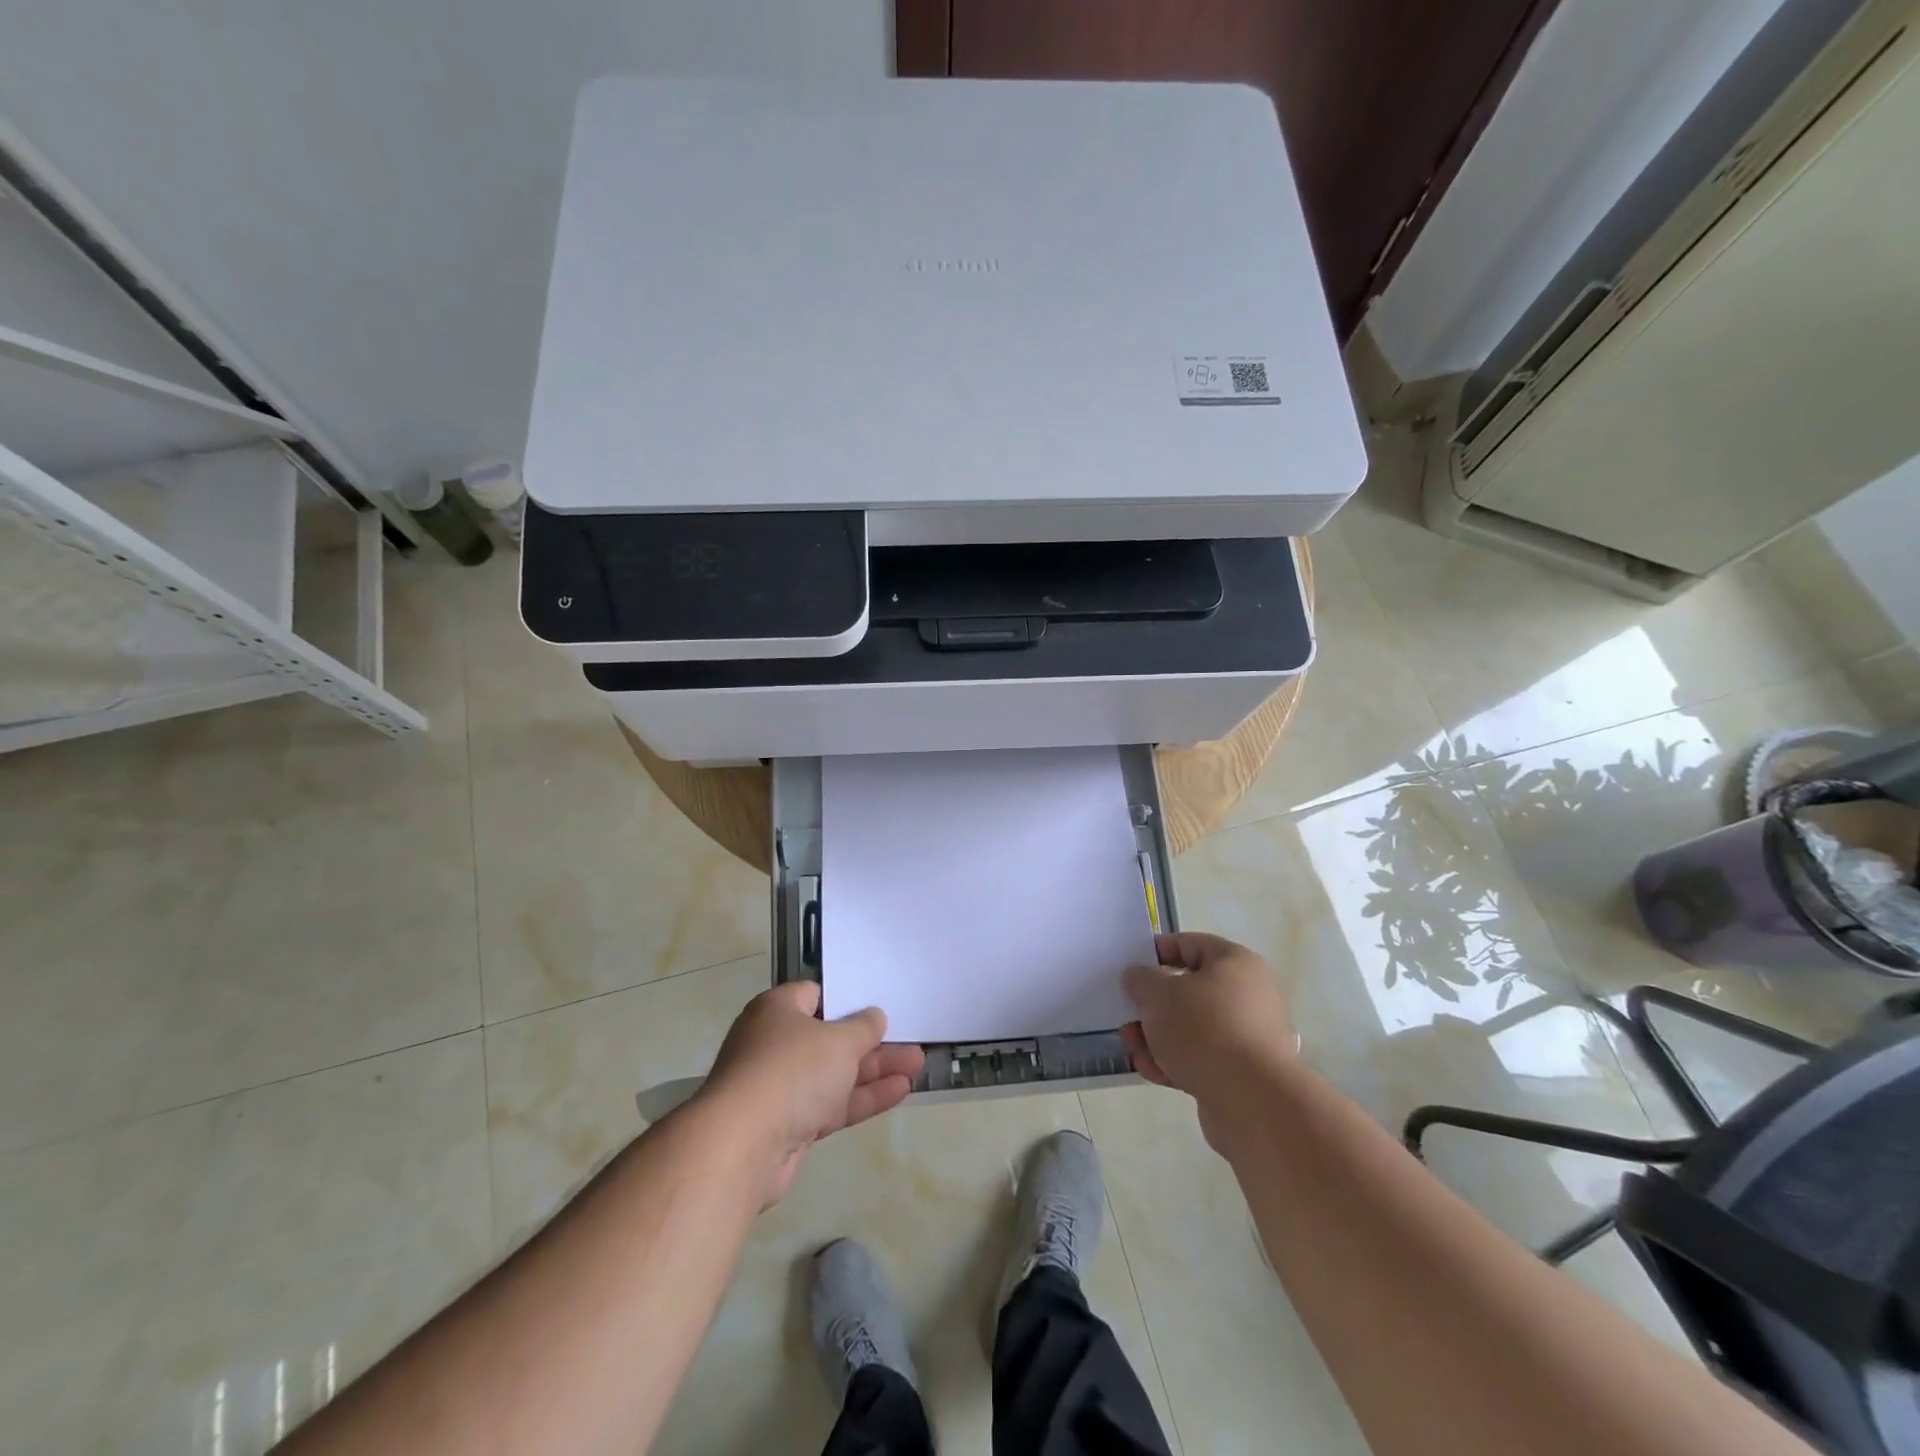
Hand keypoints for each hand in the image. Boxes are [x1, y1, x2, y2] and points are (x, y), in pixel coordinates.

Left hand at [698, 982, 925, 1205]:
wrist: (743, 1146)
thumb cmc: (792, 1071)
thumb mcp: (838, 1040)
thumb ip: (862, 1028)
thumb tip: (874, 1016)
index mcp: (778, 1011)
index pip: (816, 995)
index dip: (848, 999)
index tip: (879, 1004)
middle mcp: (776, 1044)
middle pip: (831, 1038)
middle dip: (872, 1041)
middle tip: (910, 1037)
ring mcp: (782, 1087)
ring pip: (836, 1073)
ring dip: (875, 1070)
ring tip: (917, 1064)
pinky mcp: (790, 1125)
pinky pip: (833, 1104)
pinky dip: (864, 1097)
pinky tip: (901, 1091)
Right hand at [1120, 932, 1297, 1150]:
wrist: (1252, 1101)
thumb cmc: (1204, 1029)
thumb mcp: (1159, 994)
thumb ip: (1141, 980)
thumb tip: (1139, 978)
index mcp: (1235, 963)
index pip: (1190, 945)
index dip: (1156, 952)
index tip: (1130, 967)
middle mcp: (1247, 995)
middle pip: (1189, 990)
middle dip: (1153, 1005)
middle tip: (1127, 1014)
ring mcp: (1247, 1037)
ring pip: (1191, 1028)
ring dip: (1157, 1036)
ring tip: (1132, 1047)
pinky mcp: (1241, 1073)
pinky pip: (1201, 1058)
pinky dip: (1174, 1061)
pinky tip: (1149, 1070)